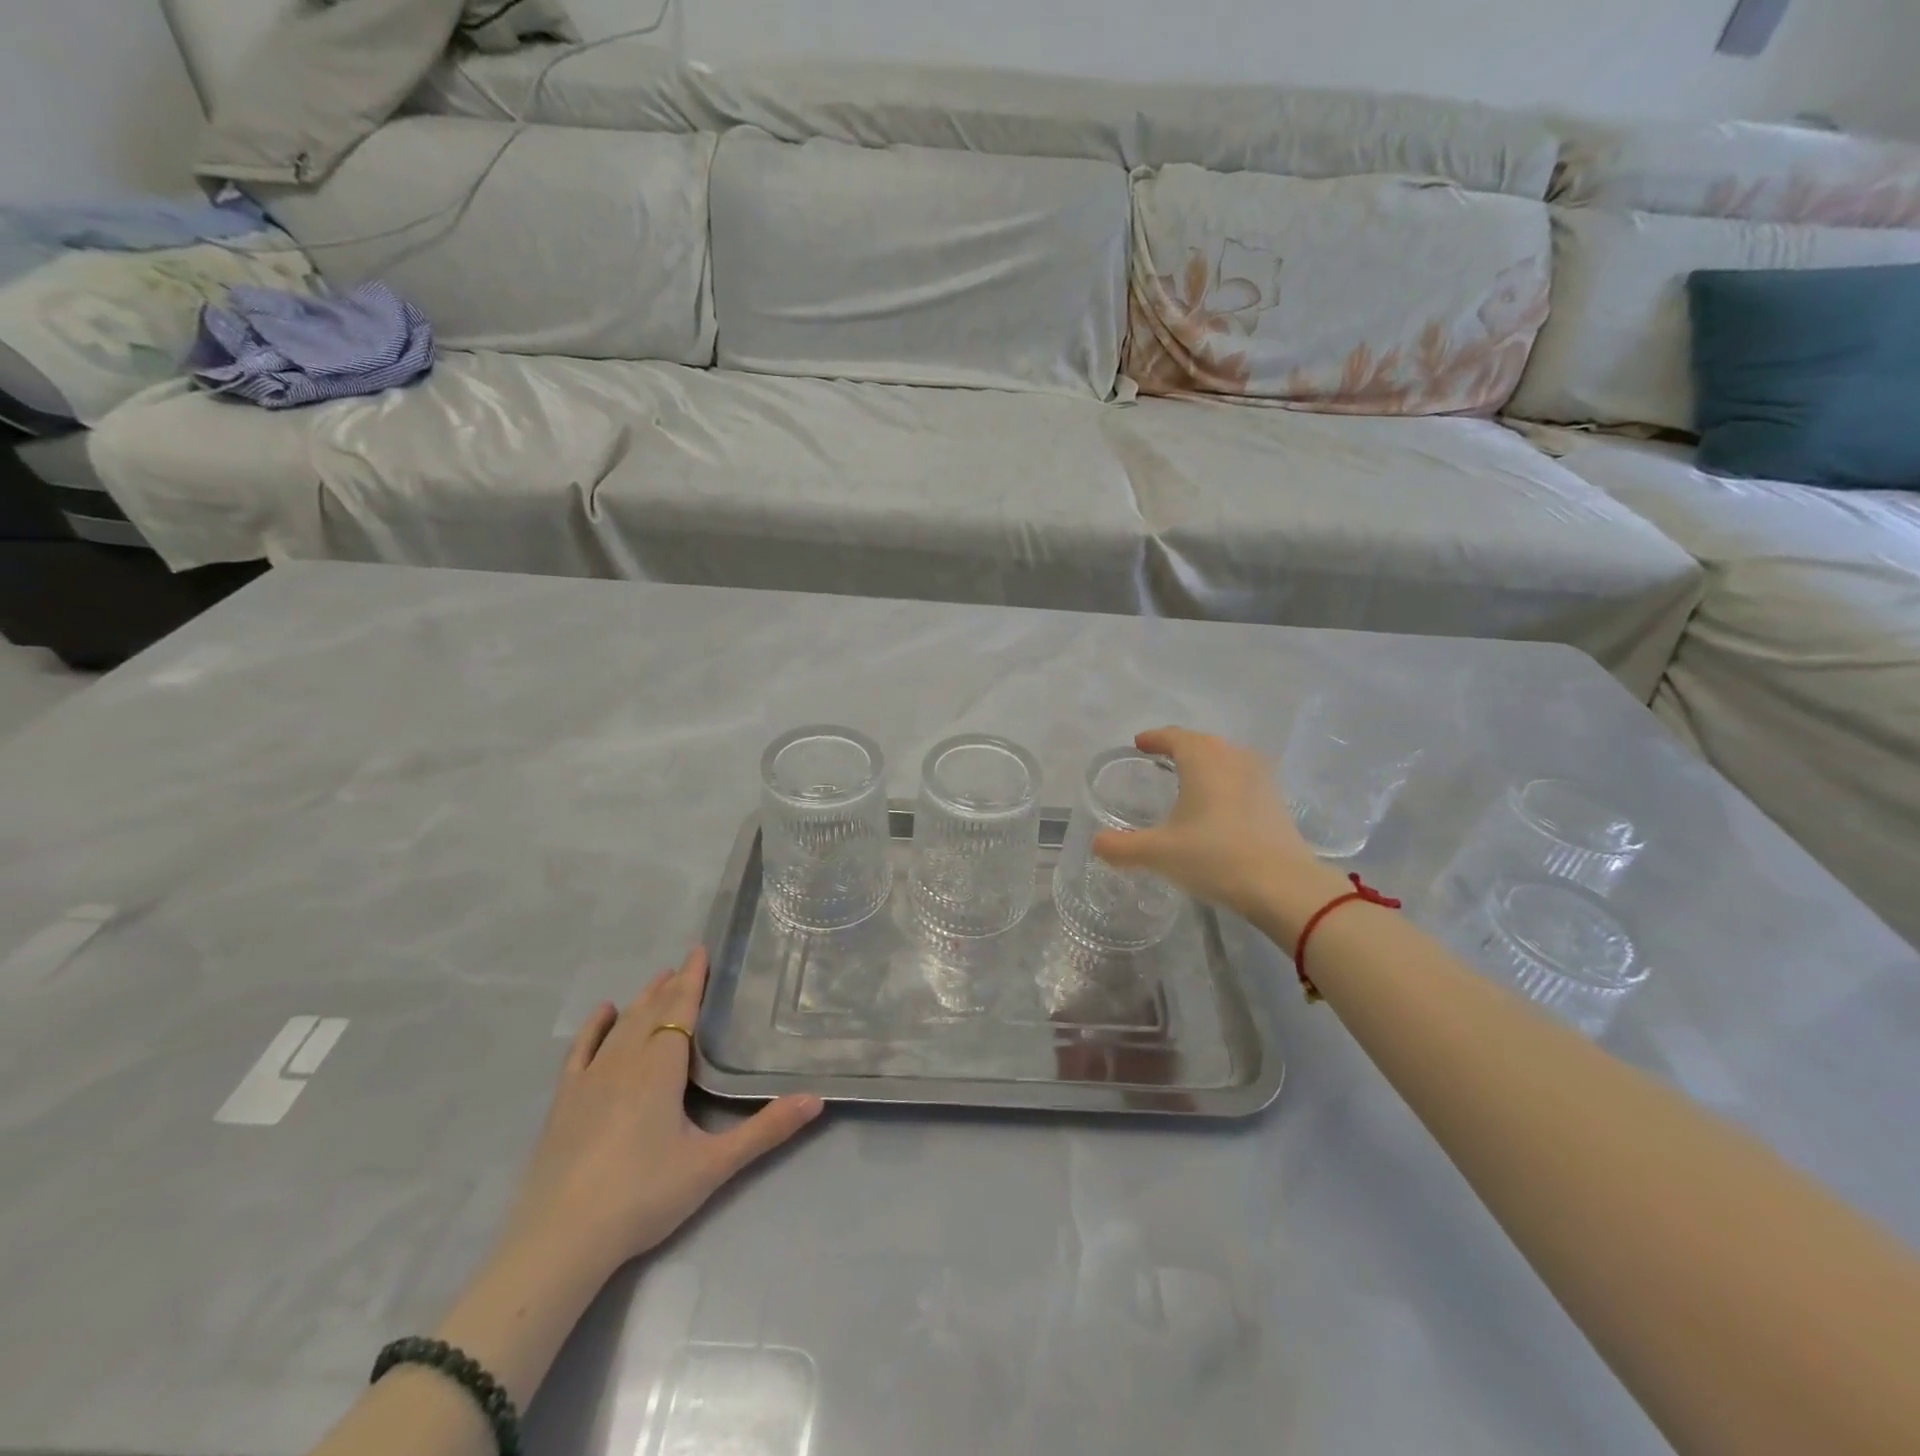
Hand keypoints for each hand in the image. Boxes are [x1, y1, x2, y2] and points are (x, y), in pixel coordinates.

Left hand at [499, 947, 822, 1281]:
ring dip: (641, 1000)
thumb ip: (765, 1130)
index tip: (700, 950)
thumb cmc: (643, 1196)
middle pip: (651, 1012)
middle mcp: (625, 1062)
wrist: (560, 1241)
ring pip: (621, 1026)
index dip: (692, 980)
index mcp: (661, 1069)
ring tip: (657, 980)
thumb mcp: (713, 1165)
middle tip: (685, 964)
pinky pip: (580, 1051)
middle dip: (670, 986)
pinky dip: (593, 1028)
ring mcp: (590, 1080)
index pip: (681, 1010)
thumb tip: (816, 1099)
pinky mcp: (564, 1102)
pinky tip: (603, 1012)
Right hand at [1092, 727, 1341, 925]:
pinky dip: (1226, 783)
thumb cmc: (1214, 857)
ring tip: (1191, 779)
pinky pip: (1244, 779)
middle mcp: (1233, 759)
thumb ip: (1122, 847)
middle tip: (1161, 758)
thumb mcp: (1159, 853)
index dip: (1154, 738)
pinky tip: (1220, 805)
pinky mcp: (1276, 802)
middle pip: (1203, 743)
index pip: (1174, 736)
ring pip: (1227, 759)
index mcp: (1202, 760)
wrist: (1283, 886)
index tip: (1139, 743)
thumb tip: (1096, 844)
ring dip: (1207, 763)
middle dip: (1181, 747)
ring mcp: (1260, 778)